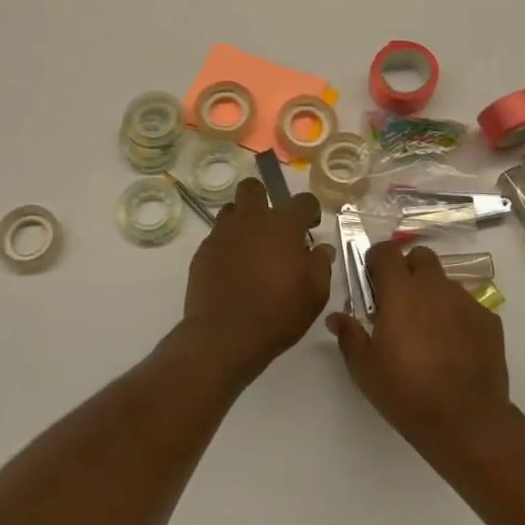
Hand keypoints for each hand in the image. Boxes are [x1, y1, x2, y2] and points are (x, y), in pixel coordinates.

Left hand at [184, 180, 334, 379]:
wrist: (224, 336)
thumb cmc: (278, 312)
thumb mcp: (315, 293)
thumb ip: (321, 265)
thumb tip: (321, 249)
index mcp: (282, 225)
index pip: (303, 200)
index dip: (310, 211)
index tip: (310, 228)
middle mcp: (250, 220)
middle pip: (253, 188)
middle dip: (264, 199)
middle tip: (274, 228)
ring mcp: (222, 235)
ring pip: (231, 210)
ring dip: (243, 221)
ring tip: (252, 248)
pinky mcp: (202, 253)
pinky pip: (217, 237)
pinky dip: (228, 246)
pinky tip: (234, 270)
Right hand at [327, 242, 511, 451]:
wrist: (466, 421)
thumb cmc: (406, 392)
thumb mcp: (365, 369)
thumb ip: (349, 335)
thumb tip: (337, 317)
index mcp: (401, 293)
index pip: (386, 252)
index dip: (376, 260)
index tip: (372, 281)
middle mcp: (435, 287)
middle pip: (420, 256)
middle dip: (407, 269)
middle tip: (398, 301)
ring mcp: (466, 301)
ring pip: (444, 282)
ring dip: (432, 294)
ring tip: (427, 330)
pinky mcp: (489, 320)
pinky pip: (467, 305)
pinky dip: (455, 316)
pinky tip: (452, 347)